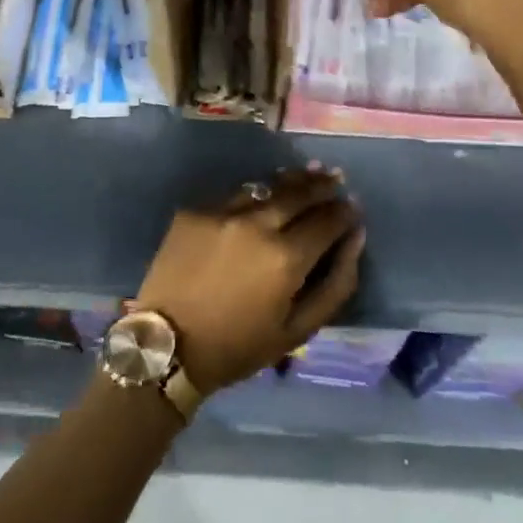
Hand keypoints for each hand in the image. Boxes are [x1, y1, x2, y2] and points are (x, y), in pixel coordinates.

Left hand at [134, 166, 364, 395]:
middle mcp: (255, 224)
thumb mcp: (298, 329)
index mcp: (285, 257)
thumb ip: (336, 282)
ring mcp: (221, 212)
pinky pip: (232, 197)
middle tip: (335, 178)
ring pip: (265, 187)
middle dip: (322, 185)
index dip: (344, 212)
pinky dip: (253, 197)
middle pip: (298, 193)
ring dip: (289, 182)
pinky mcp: (193, 211)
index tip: (353, 207)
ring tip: (307, 175)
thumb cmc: (238, 346)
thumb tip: (355, 237)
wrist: (167, 346)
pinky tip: (261, 198)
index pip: (327, 219)